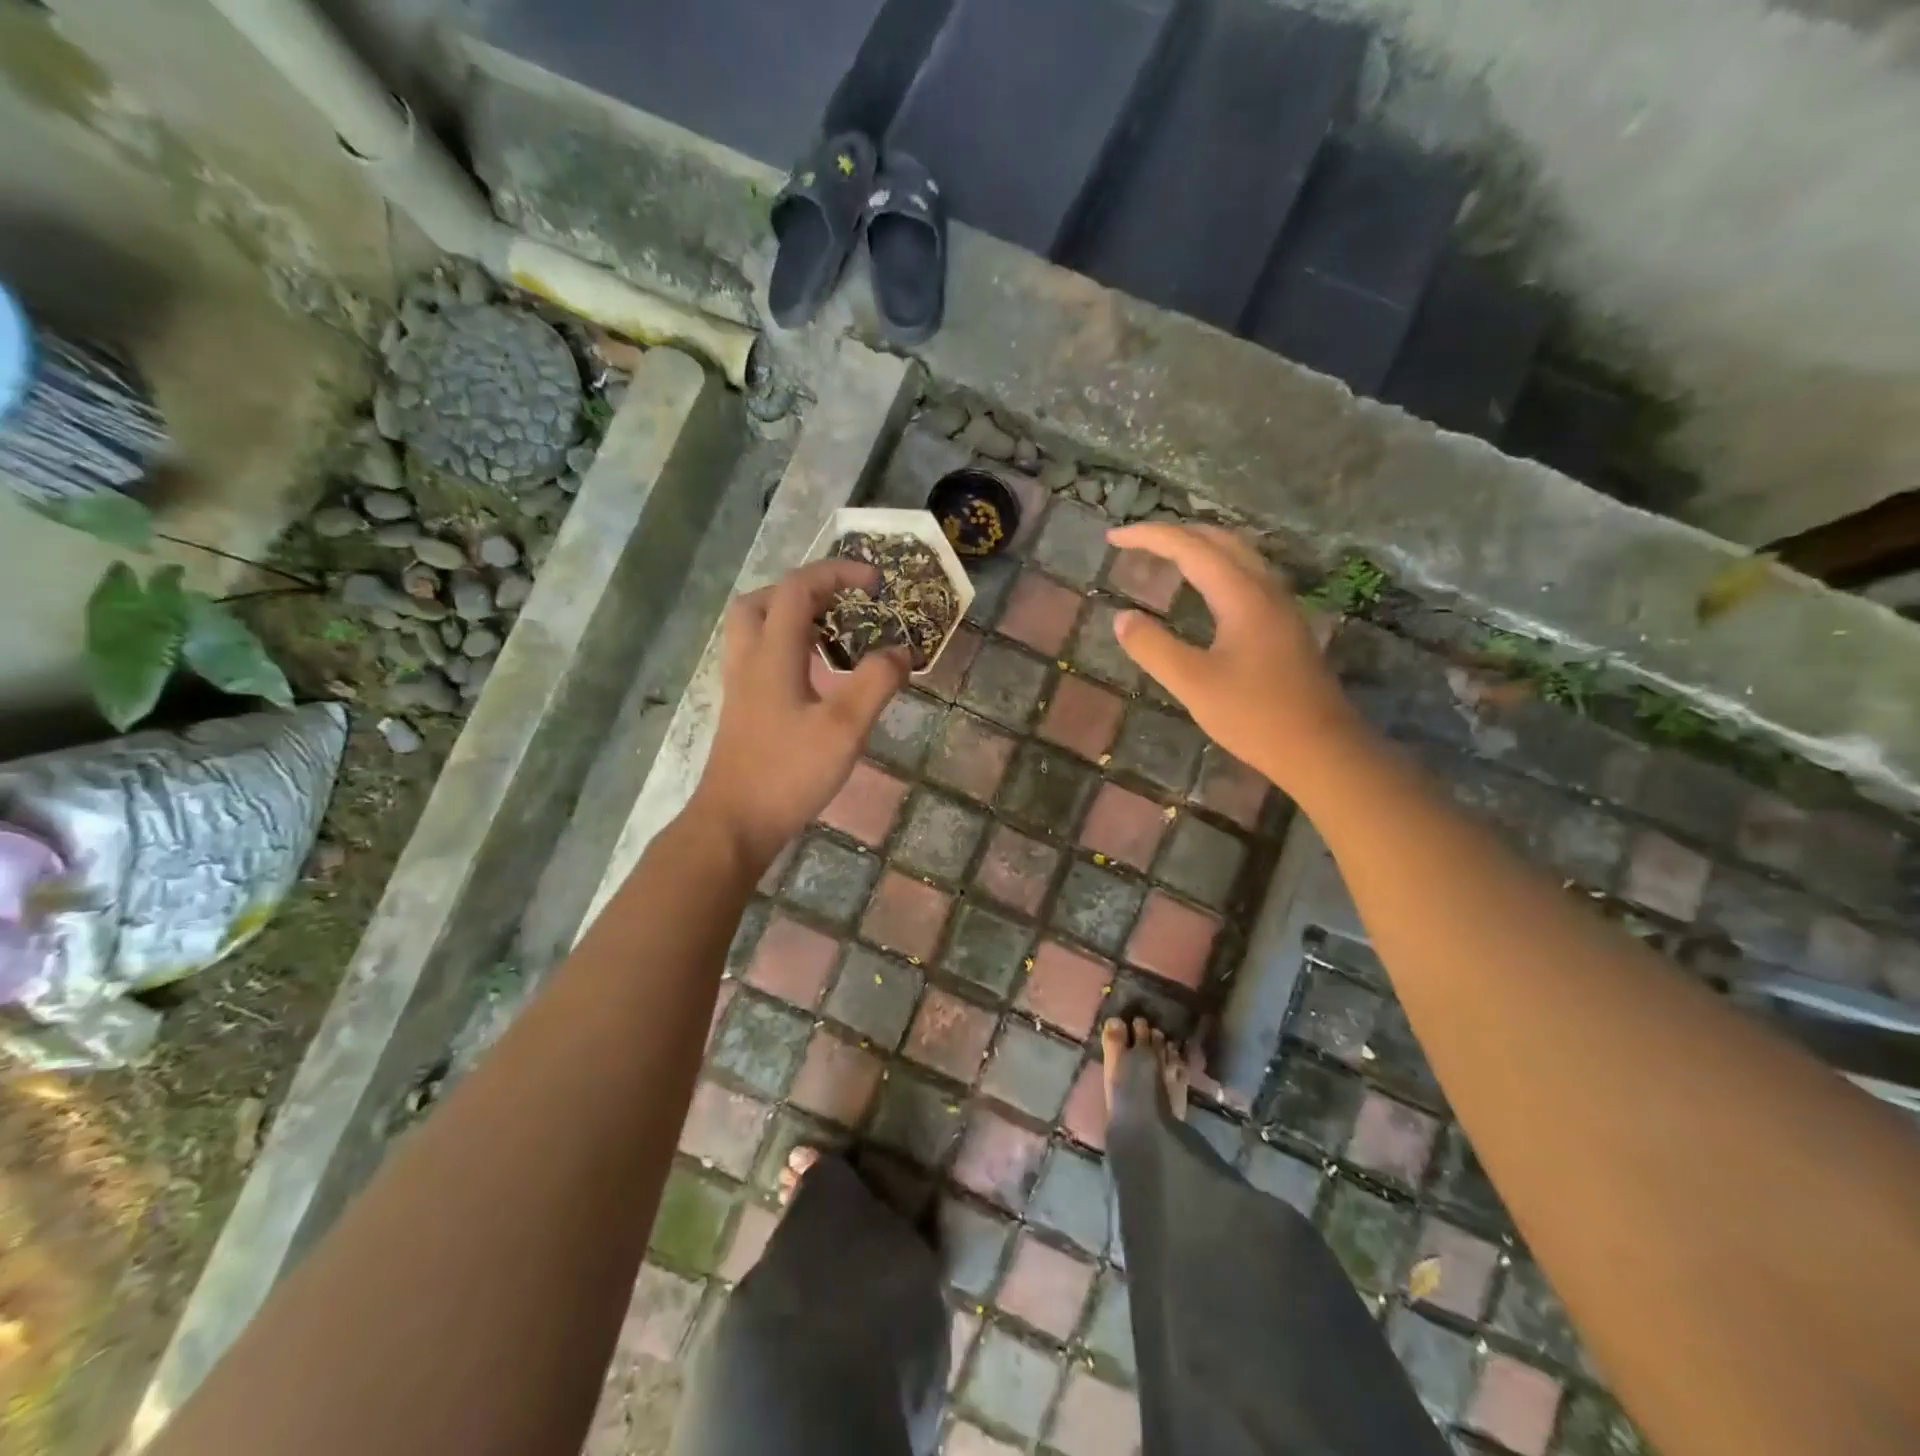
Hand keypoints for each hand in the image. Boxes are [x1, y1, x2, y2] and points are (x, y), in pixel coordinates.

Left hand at [691, 560, 908, 865]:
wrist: (735, 823)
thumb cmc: (789, 773)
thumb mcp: (844, 728)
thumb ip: (876, 683)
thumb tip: (902, 651)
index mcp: (772, 654)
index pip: (797, 588)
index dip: (836, 573)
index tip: (875, 583)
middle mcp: (749, 660)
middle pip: (761, 600)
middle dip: (803, 590)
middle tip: (840, 605)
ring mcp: (740, 686)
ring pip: (754, 629)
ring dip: (789, 617)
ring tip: (830, 635)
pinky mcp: (741, 710)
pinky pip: (758, 657)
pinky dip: (784, 648)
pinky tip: (812, 676)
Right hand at [1107, 523, 1356, 784]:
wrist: (1321, 748)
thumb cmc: (1255, 716)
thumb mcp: (1193, 684)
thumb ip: (1154, 647)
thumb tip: (1122, 617)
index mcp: (1242, 595)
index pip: (1190, 547)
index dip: (1149, 536)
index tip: (1113, 538)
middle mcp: (1265, 589)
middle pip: (1218, 539)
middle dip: (1174, 533)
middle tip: (1135, 542)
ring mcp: (1280, 606)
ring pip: (1237, 555)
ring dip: (1198, 547)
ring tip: (1164, 556)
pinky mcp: (1284, 626)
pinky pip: (1245, 576)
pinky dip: (1215, 567)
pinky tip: (1204, 591)